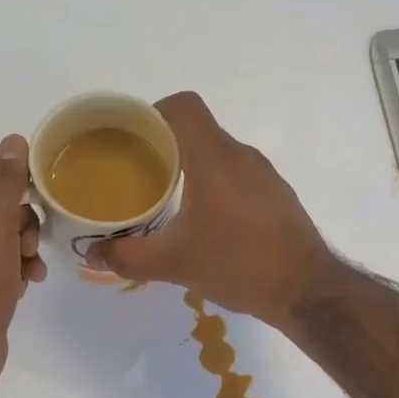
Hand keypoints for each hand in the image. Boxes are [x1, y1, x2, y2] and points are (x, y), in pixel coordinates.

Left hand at [0, 134, 45, 397]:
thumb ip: (5, 178)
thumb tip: (15, 140)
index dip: (21, 196)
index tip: (40, 214)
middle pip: (1, 211)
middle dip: (25, 228)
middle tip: (29, 249)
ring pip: (6, 241)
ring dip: (26, 253)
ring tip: (31, 273)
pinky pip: (2, 268)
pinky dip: (17, 273)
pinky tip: (25, 287)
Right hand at [89, 92, 335, 325]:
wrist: (305, 290)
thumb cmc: (238, 263)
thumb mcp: (174, 263)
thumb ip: (128, 257)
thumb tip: (93, 255)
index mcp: (215, 157)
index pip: (183, 107)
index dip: (152, 113)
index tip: (131, 139)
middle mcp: (242, 156)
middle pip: (198, 132)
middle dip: (164, 148)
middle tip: (137, 176)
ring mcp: (265, 177)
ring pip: (219, 157)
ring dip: (191, 170)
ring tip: (167, 201)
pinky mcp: (278, 199)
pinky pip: (239, 179)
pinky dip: (216, 189)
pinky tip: (205, 224)